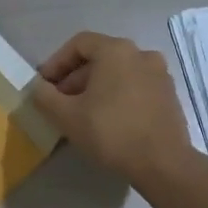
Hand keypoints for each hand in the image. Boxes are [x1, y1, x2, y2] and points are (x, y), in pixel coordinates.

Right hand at [32, 31, 193, 183]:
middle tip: (59, 102)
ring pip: (118, 72)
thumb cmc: (111, 132)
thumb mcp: (67, 116)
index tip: (44, 85)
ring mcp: (160, 74)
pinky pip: (135, 86)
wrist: (163, 163)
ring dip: (96, 87)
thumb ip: (45, 96)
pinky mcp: (169, 95)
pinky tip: (108, 120)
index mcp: (116, 50)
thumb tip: (38, 87)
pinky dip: (117, 95)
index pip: (79, 43)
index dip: (56, 62)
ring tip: (81, 113)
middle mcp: (141, 54)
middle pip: (99, 57)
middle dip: (75, 78)